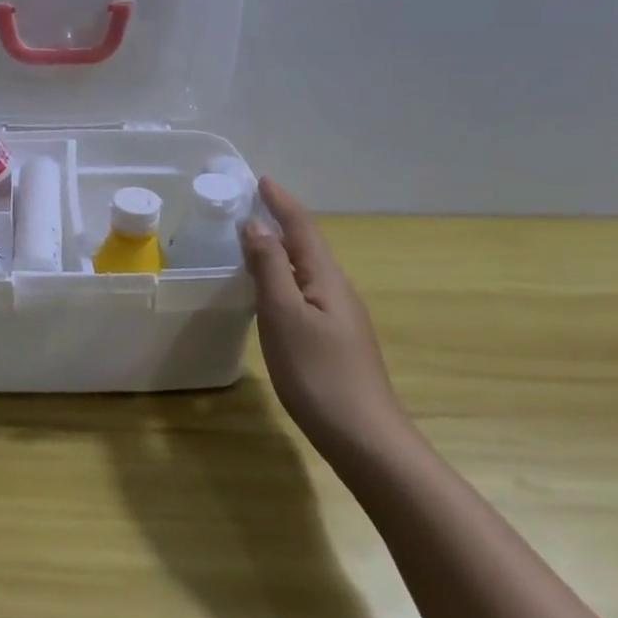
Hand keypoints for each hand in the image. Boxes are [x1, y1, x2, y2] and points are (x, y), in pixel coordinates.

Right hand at [240, 178, 408, 457]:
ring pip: (308, 270)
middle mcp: (337, 291)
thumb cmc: (318, 373)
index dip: (282, 203)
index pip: (302, 228)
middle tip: (253, 205)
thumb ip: (269, 269)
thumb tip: (255, 226)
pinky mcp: (335, 340)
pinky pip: (306, 292)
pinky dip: (286, 277)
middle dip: (283, 221)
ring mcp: (340, 317)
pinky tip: (273, 292)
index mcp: (326, 279)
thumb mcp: (284, 316)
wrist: (364, 437)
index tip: (261, 180)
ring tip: (256, 241)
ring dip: (284, 249)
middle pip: (308, 245)